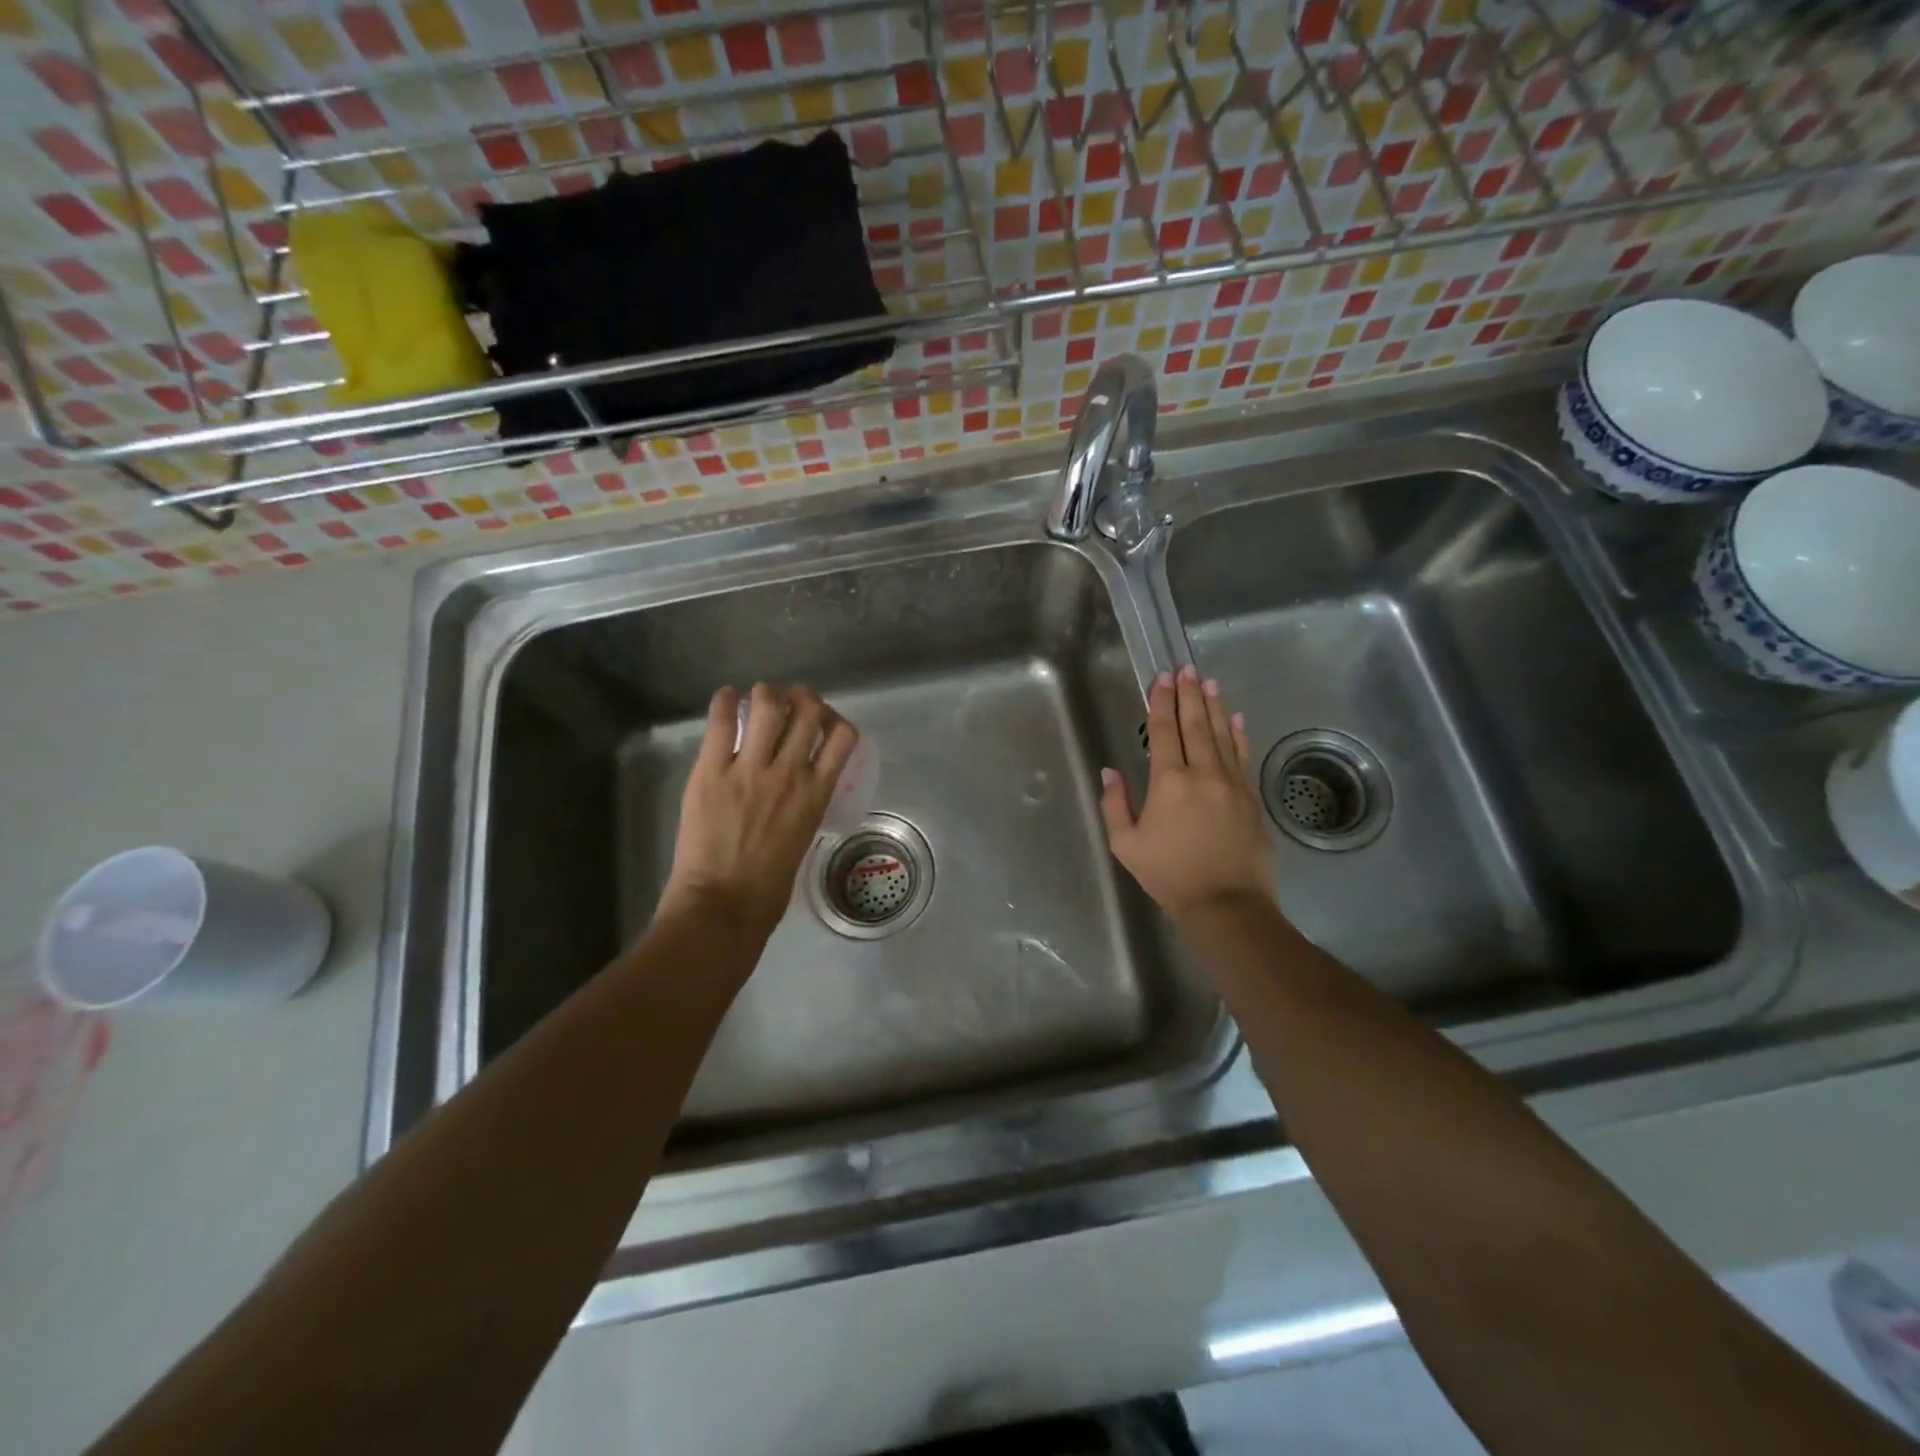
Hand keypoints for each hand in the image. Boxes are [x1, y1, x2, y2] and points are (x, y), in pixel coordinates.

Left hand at [661, 683, 859, 939]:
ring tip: (758, 700)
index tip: (820, 723)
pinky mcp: (711, 771)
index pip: (843, 736)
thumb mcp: (804, 836)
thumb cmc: (769, 885)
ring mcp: (749, 769)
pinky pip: (722, 722)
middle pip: (808, 710)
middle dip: (802, 697)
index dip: (834, 719)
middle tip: (789, 702)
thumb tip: (799, 782)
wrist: (723, 905)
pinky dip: (725, 702)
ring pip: (769, 705)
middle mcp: (790, 772)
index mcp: (817, 792)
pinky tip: (726, 699)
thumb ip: (806, 802)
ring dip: (766, 694)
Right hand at [1099, 666, 1274, 920]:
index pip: (1164, 731)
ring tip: (1209, 682)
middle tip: (1186, 669)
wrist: (1225, 903)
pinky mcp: (1250, 798)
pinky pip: (1242, 757)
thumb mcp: (1126, 844)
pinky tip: (1237, 719)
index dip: (1161, 702)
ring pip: (1222, 735)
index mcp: (1169, 782)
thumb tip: (1110, 771)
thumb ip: (1115, 804)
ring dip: (1214, 706)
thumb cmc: (1168, 874)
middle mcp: (1203, 773)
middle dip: (1189, 694)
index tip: (1161, 679)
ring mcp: (1232, 783)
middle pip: (1195, 724)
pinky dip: (1238, 735)